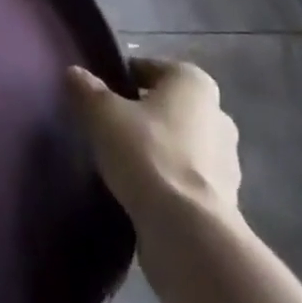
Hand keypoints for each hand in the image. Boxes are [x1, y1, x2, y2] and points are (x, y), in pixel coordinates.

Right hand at [67, 57, 241, 223]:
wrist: (188, 234)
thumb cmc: (147, 154)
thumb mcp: (102, 113)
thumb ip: (86, 89)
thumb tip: (74, 74)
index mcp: (194, 82)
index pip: (149, 69)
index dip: (121, 79)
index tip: (99, 98)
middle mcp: (218, 115)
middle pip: (167, 106)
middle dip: (142, 115)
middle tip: (108, 129)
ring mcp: (226, 162)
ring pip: (179, 144)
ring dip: (156, 151)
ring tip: (122, 165)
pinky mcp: (224, 203)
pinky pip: (186, 180)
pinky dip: (167, 183)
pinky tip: (141, 194)